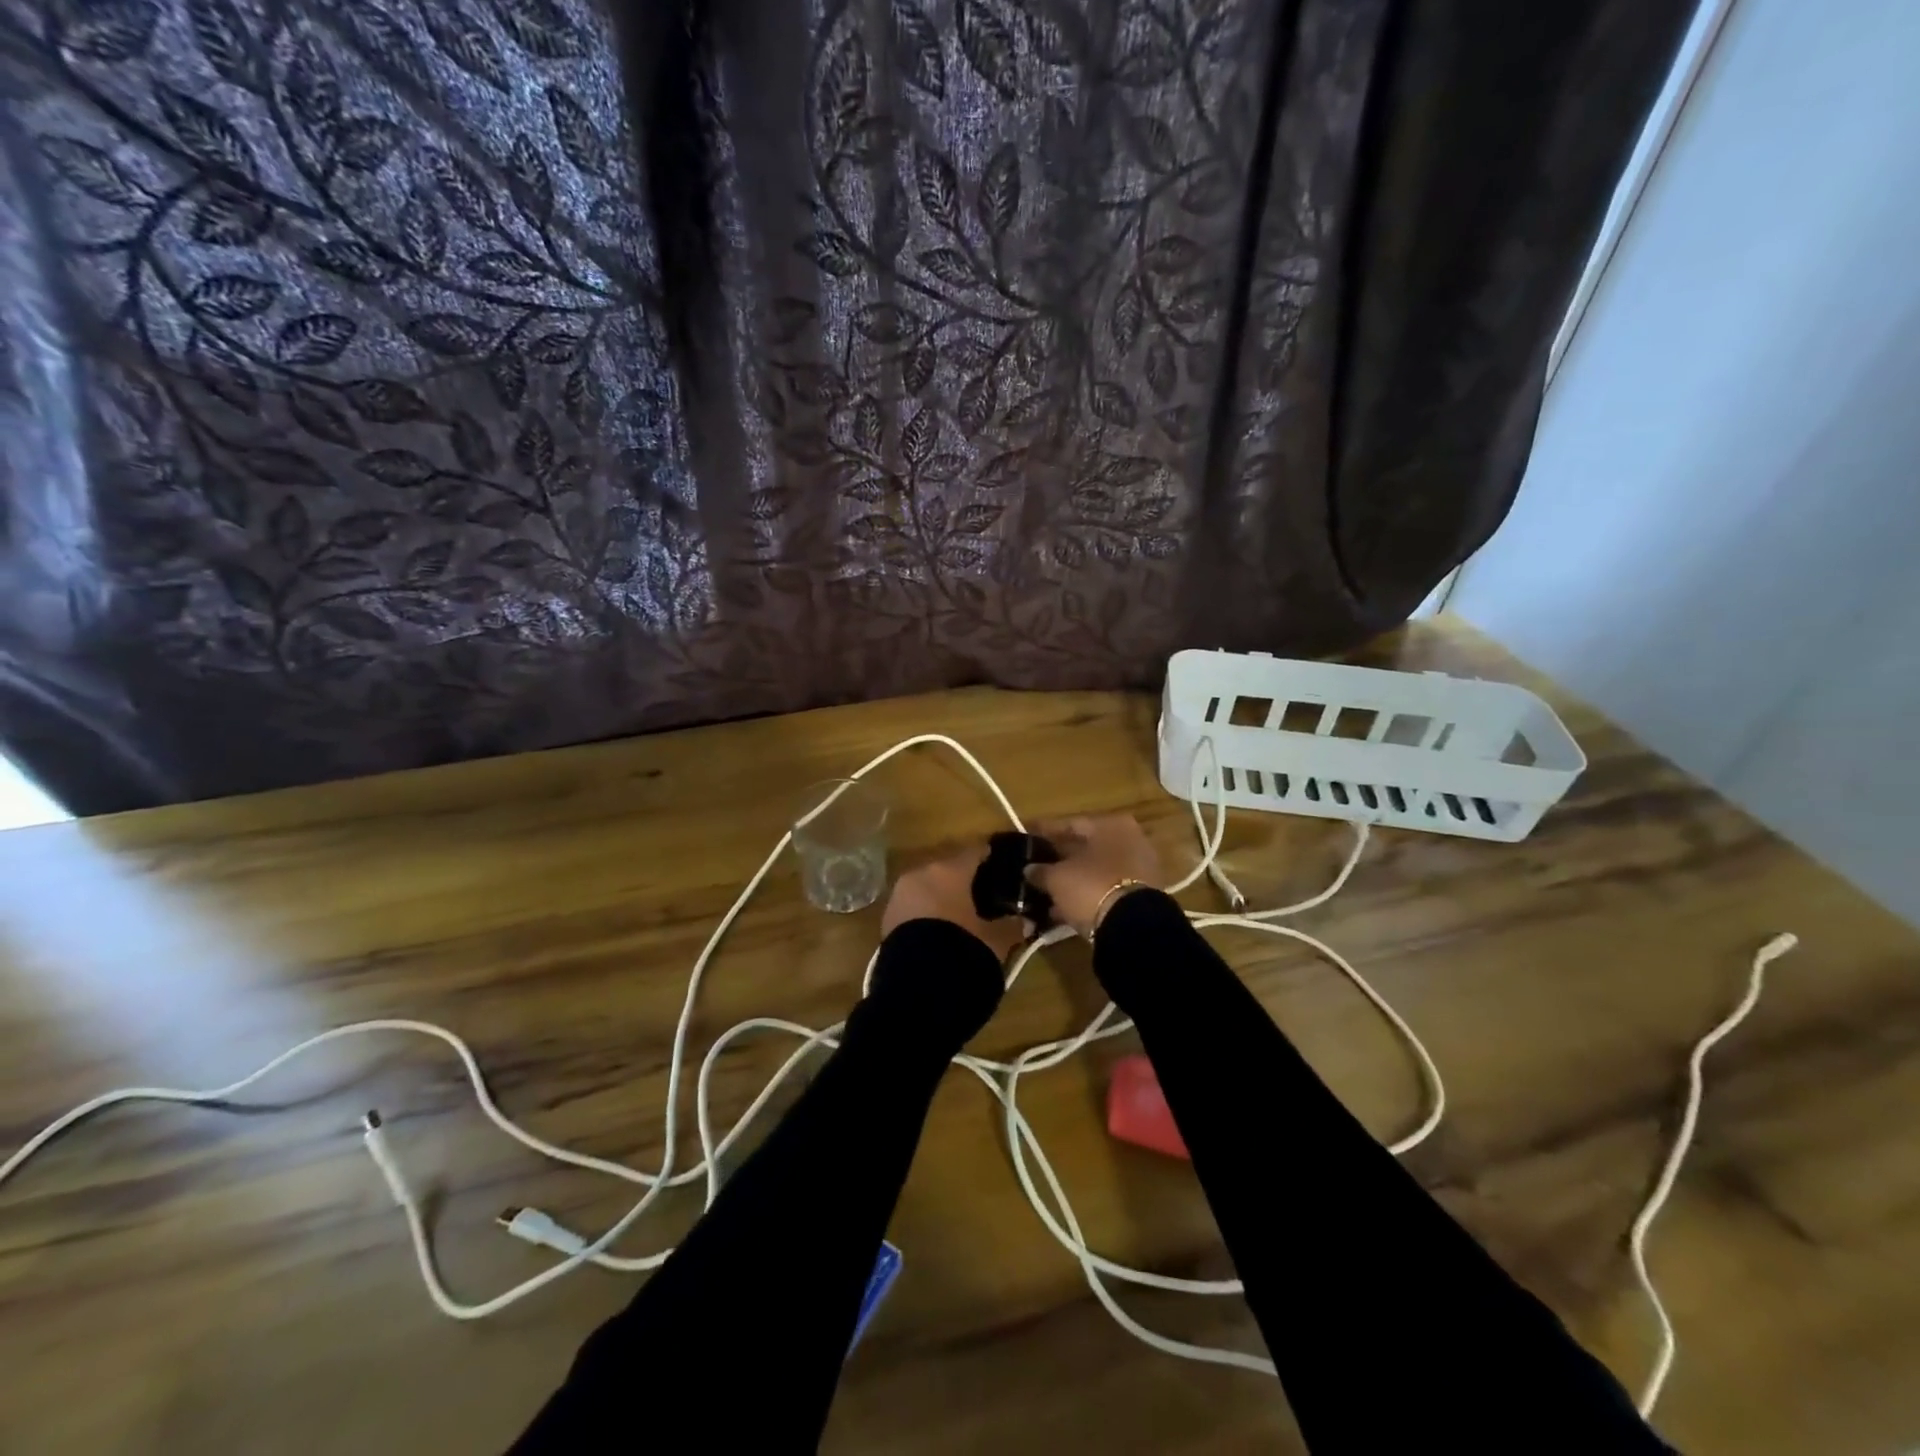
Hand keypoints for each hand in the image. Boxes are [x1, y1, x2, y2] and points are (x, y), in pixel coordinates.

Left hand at [882, 847, 1030, 960]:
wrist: (916, 989)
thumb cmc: (963, 951)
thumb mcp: (996, 940)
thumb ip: (1012, 925)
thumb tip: (1024, 920)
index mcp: (950, 870)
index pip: (976, 852)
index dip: (991, 859)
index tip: (1005, 867)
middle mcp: (921, 874)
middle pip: (949, 869)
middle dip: (965, 881)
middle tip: (985, 897)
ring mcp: (900, 895)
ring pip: (928, 887)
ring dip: (944, 898)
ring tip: (962, 917)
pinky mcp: (887, 918)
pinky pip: (914, 907)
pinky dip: (928, 914)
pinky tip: (941, 932)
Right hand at [1025, 815, 1163, 937]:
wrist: (1133, 926)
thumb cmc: (1092, 886)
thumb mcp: (1057, 878)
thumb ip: (1041, 871)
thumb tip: (1030, 869)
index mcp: (1110, 825)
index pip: (1070, 824)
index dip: (1044, 831)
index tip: (1026, 835)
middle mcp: (1128, 840)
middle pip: (1085, 848)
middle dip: (1059, 859)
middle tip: (1033, 866)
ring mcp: (1137, 869)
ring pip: (1094, 872)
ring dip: (1071, 881)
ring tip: (1043, 892)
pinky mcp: (1139, 896)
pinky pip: (1103, 890)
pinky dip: (1084, 897)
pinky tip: (1061, 909)